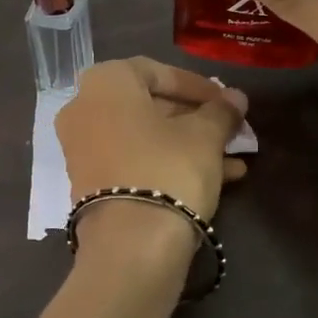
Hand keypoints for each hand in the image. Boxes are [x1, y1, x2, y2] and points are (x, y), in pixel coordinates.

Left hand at [55, 58, 247, 254]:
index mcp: (105, 82)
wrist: (131, 245)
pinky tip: (218, 179)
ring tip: (234, 158)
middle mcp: (84, 108)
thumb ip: (220, 111)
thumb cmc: (168, 169)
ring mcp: (82, 148)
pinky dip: (168, 163)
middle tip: (230, 129)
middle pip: (148, 105)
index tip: (227, 101)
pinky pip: (133, 161)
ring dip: (188, 144)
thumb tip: (236, 98)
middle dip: (194, 118)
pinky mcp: (89, 183)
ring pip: (144, 137)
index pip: (158, 72)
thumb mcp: (204, 136)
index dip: (198, 86)